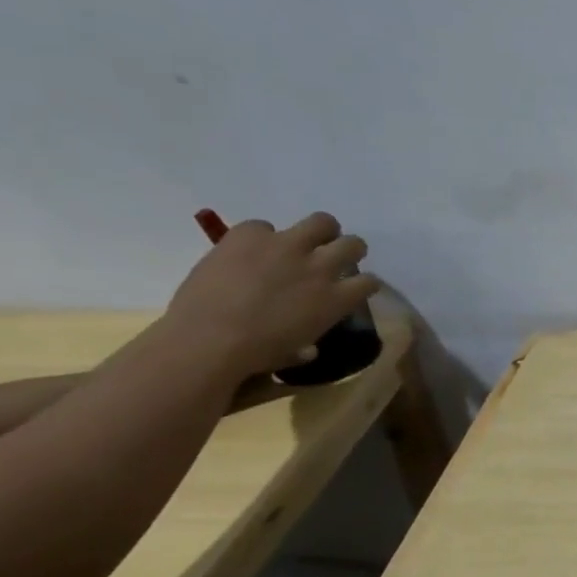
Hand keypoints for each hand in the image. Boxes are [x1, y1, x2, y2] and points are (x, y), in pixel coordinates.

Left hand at [164, 213, 379, 379]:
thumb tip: (308, 349)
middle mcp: (320, 267)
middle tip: (331, 258)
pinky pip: (262, 226)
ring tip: (302, 242)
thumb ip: (306, 345)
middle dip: (348, 250)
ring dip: (319, 231)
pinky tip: (248, 251)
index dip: (363, 284)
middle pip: (354, 244)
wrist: (206, 339)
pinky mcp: (249, 235)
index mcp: (337, 299)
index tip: (352, 288)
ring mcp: (286, 246)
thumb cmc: (255, 355)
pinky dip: (259, 237)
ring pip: (322, 221)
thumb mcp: (293, 352)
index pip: (370, 281)